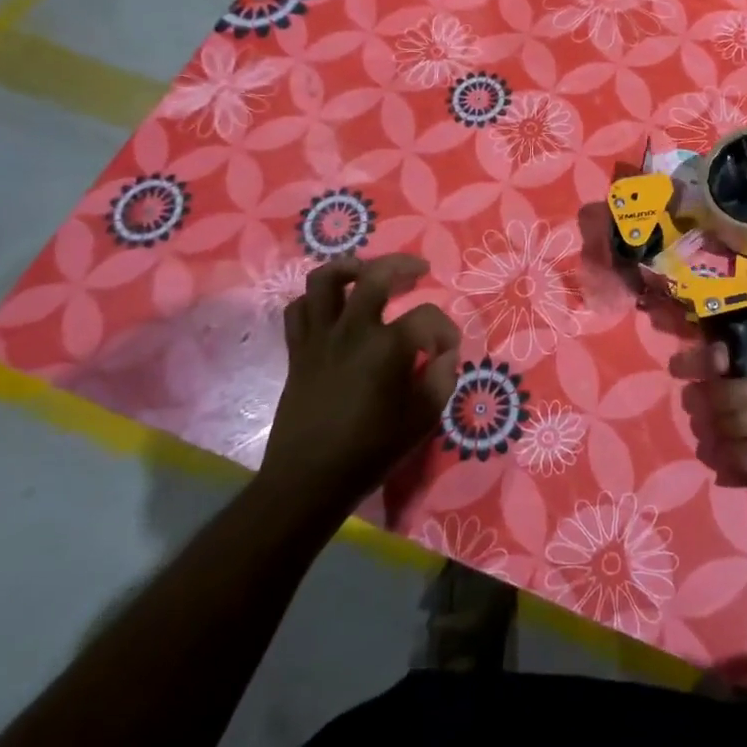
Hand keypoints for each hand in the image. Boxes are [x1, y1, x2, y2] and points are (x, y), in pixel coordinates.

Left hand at [261, 254, 459, 501]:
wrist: (309, 480)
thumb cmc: (370, 451)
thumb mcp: (423, 419)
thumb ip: (441, 379)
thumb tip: (444, 354)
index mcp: (388, 348)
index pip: (428, 317)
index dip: (445, 330)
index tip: (449, 350)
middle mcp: (353, 331)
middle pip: (375, 275)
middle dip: (402, 266)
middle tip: (418, 271)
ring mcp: (320, 338)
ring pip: (325, 280)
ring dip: (350, 268)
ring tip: (367, 272)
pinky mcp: (298, 351)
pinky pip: (299, 309)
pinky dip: (316, 300)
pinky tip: (333, 307)